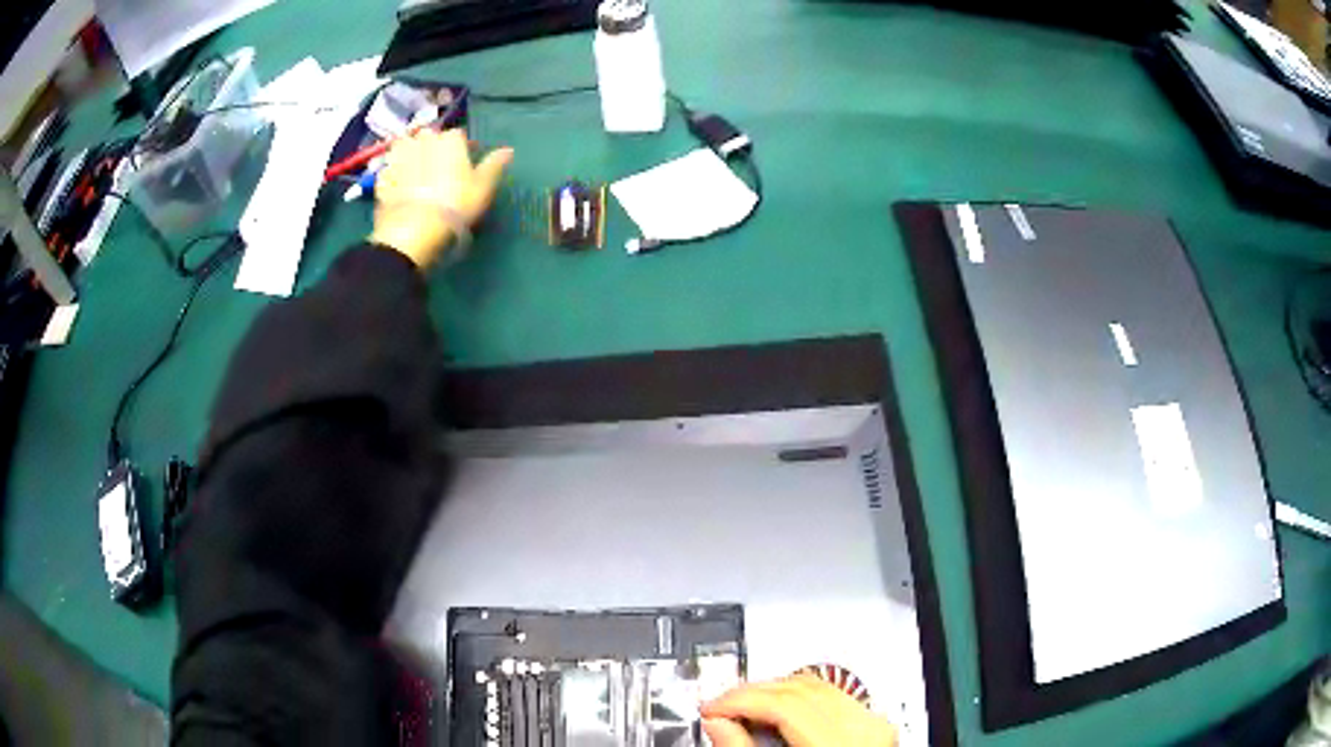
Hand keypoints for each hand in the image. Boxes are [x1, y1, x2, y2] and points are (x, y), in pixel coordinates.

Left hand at [368, 128, 513, 268]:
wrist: (414, 229)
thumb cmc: (455, 204)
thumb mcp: (482, 187)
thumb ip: (494, 165)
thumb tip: (508, 150)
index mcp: (449, 139)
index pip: (457, 135)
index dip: (460, 148)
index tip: (462, 163)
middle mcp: (422, 140)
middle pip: (427, 137)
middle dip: (431, 147)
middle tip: (437, 169)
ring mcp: (399, 157)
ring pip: (405, 147)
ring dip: (409, 154)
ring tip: (414, 172)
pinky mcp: (382, 176)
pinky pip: (389, 168)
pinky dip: (394, 174)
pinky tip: (399, 187)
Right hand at [701, 674, 897, 746]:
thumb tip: (717, 724)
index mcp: (842, 741)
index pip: (784, 704)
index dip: (739, 702)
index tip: (710, 710)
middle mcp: (866, 726)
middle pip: (800, 689)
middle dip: (753, 694)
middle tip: (720, 708)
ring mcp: (874, 722)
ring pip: (816, 687)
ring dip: (774, 694)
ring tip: (743, 710)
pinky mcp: (874, 725)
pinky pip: (832, 697)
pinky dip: (799, 701)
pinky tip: (777, 715)